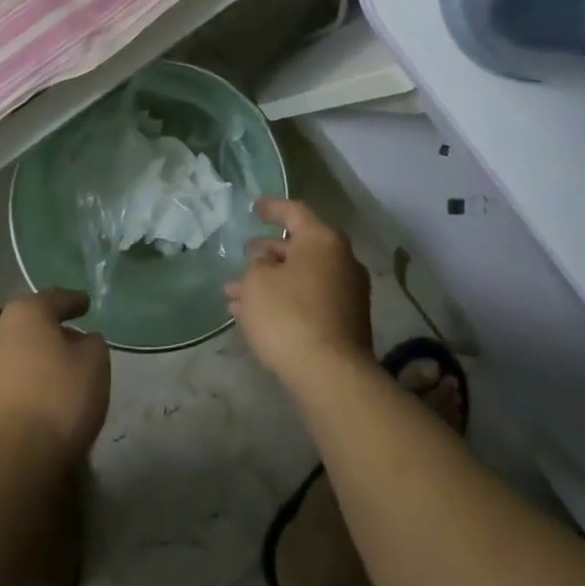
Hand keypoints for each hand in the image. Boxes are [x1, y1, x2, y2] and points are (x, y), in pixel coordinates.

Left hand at [0, 289, 111, 471]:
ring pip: (16, 353)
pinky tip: (37, 396)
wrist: (12, 462)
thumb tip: (82, 342)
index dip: (73, 301)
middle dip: (51, 330)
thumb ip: (92, 343)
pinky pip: (6, 381)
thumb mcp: (95, 363)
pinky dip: (22, 383)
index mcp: (25, 313)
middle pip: (31, 324)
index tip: (87, 304)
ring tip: (56, 372)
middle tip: (74, 340)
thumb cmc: (59, 399)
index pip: (55, 299)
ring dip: (34, 358)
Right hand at [226, 199, 371, 389]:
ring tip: (236, 296)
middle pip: (299, 248)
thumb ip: (257, 265)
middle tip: (244, 258)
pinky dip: (286, 303)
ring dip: (271, 283)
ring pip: (301, 279)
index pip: (294, 212)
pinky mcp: (346, 324)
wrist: (331, 376)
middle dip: (267, 254)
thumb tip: (267, 265)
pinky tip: (255, 318)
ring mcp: (348, 294)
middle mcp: (341, 260)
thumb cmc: (289, 315)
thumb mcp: (257, 281)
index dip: (272, 208)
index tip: (253, 208)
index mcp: (323, 240)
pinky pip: (309, 302)